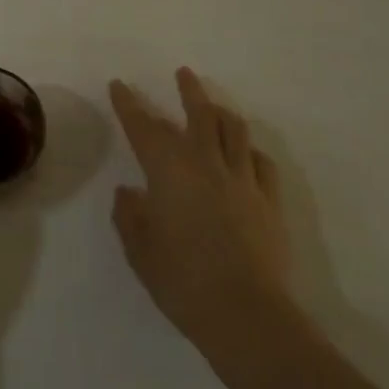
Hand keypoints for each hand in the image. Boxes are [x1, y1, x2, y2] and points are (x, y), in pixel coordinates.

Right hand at [109, 68, 298, 361]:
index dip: (128, 104)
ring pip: (235, 131)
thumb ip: (130, 215)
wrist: (246, 315)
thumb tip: (130, 193)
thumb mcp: (139, 248)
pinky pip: (261, 164)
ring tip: (215, 106)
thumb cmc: (181, 279)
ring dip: (222, 112)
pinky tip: (247, 155)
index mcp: (167, 169)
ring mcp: (242, 181)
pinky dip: (250, 152)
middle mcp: (205, 163)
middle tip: (184, 73)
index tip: (119, 85)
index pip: (142, 126)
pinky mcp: (269, 203)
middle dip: (188, 90)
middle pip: (199, 114)